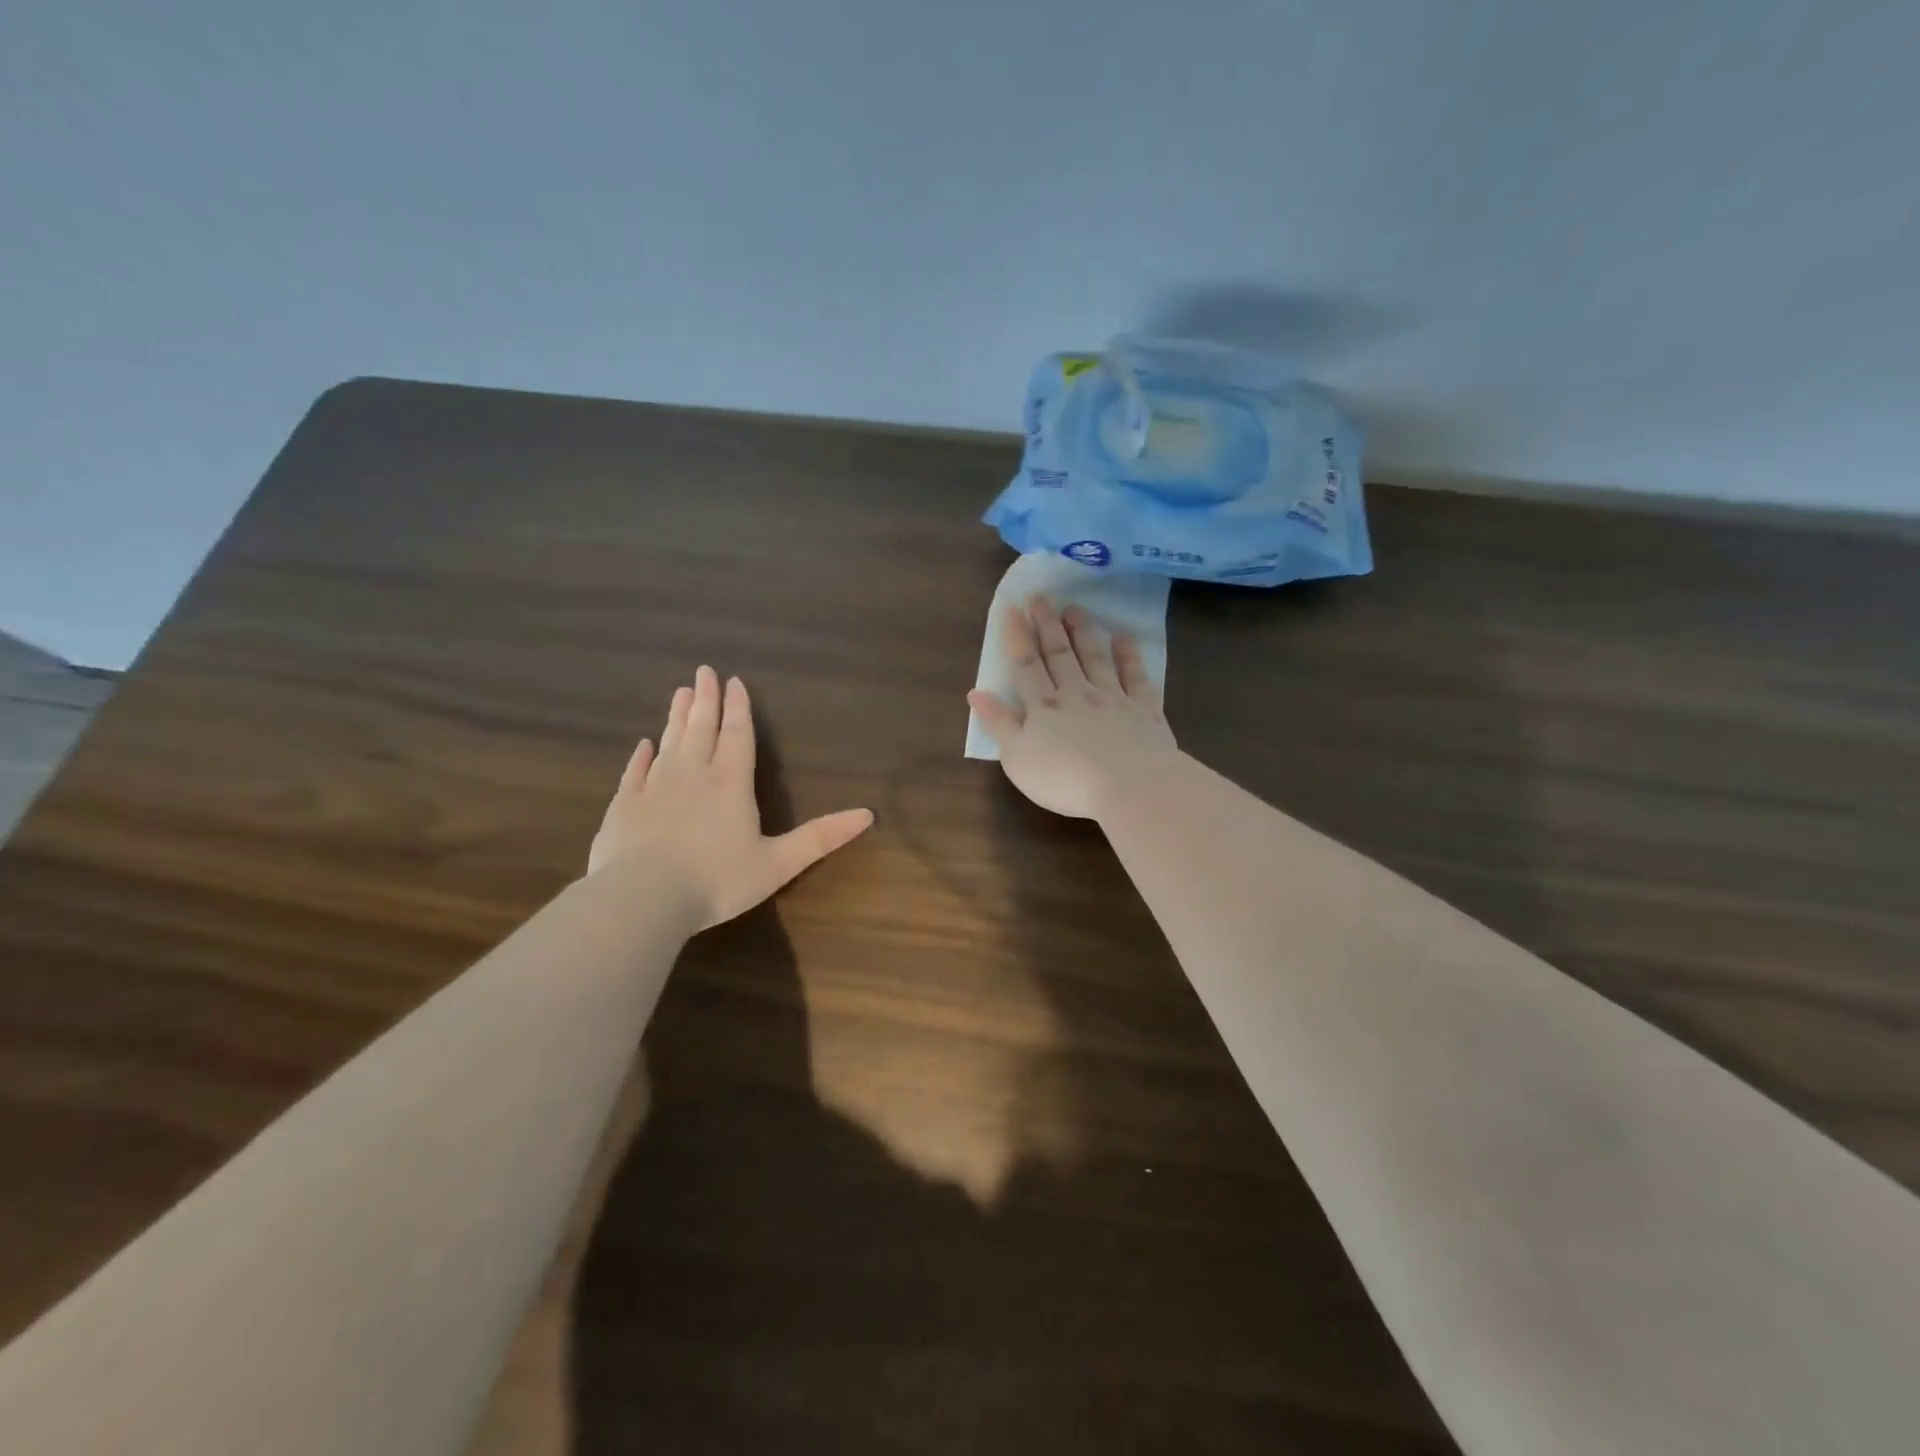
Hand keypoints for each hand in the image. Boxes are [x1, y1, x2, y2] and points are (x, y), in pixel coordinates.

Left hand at [588, 666, 873, 929]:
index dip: (739, 708)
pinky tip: (643, 744)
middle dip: (707, 700)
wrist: (643, 898)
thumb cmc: (717, 881)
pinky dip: (641, 755)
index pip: (738, 735)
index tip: (735, 681)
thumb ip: (821, 837)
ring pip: (670, 741)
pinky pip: (635, 771)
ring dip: (677, 716)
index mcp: (731, 783)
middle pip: (702, 728)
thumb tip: (868, 814)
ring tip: (681, 692)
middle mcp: (693, 774)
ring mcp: (655, 787)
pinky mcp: (625, 805)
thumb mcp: (779, 863)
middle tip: (704, 672)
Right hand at [968, 596, 1177, 819]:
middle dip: (1048, 625)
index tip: (1013, 609)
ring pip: (1095, 658)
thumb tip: (975, 692)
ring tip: (1075, 608)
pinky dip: (1129, 656)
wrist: (1128, 785)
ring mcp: (1112, 699)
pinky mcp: (1143, 710)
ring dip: (1083, 632)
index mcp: (1043, 707)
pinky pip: (1135, 677)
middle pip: (1059, 654)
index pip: (1026, 666)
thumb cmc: (1063, 778)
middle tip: (1042, 597)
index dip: (1018, 637)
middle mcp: (1076, 694)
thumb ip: (998, 723)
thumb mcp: (1017, 757)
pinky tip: (1124, 639)